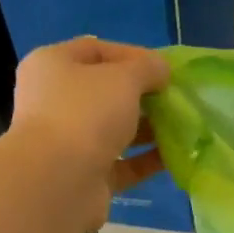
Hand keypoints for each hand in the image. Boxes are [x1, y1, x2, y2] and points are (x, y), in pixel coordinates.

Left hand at [4, 37, 170, 231]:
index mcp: (52, 66)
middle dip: (143, 94)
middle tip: (175, 98)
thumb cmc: (85, 114)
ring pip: (114, 129)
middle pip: (105, 92)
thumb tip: (161, 69)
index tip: (164, 68)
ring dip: (148, 128)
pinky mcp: (85, 175)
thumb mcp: (123, 78)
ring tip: (182, 126)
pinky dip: (145, 159)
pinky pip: (122, 163)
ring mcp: (69, 142)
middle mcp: (55, 101)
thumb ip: (147, 68)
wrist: (58, 182)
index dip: (132, 55)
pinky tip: (174, 157)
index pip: (95, 50)